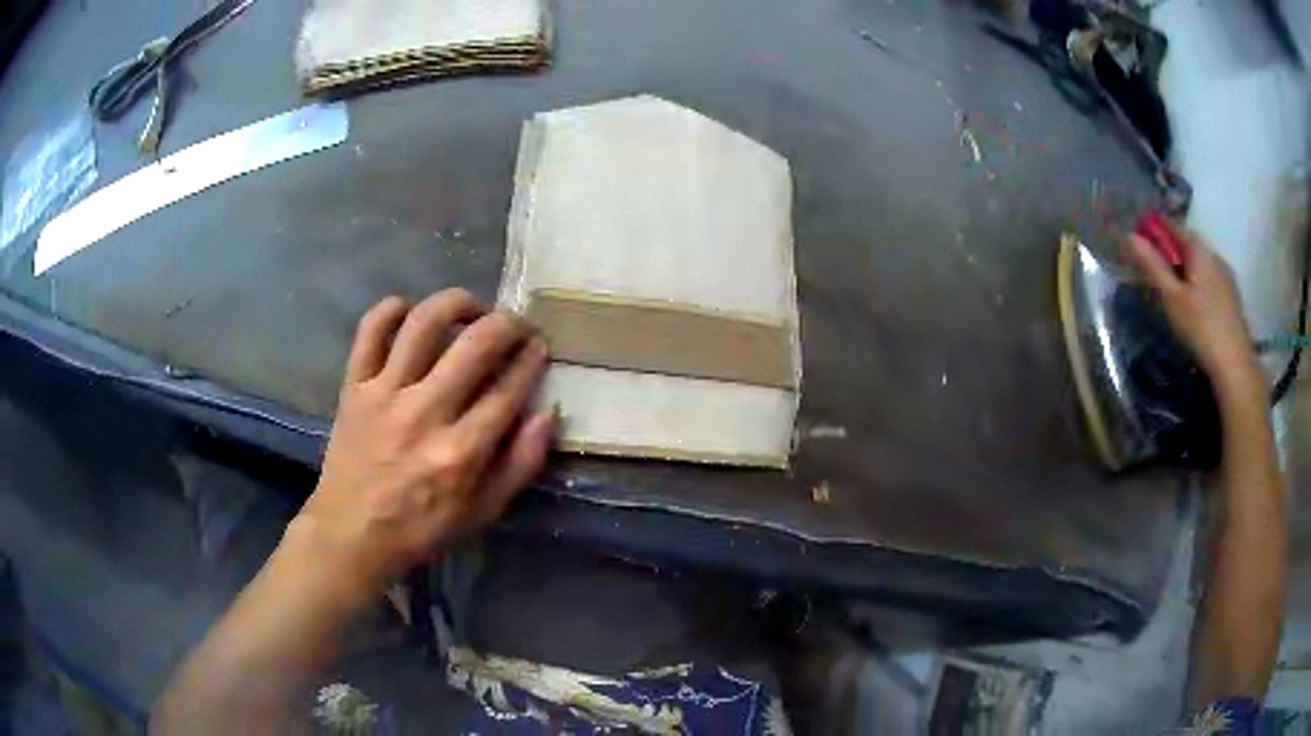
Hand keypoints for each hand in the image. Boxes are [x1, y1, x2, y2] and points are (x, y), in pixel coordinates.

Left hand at [294, 289, 554, 592]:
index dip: (531, 359)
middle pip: (476, 344)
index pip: (509, 388)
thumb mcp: (484, 511)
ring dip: (456, 303)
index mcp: (462, 451)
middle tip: (514, 324)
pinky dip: (389, 310)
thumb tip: (548, 413)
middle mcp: (425, 412)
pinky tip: (408, 309)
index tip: (538, 347)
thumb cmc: (422, 527)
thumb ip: (521, 464)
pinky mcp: (354, 387)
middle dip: (507, 324)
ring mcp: (384, 394)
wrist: (352, 533)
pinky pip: (369, 332)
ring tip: (470, 309)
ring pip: (424, 324)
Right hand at [1125, 222, 1258, 386]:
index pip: (1172, 226)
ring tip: (1175, 296)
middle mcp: (1214, 255)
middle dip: (1171, 254)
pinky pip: (1210, 280)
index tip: (1141, 246)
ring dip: (1186, 271)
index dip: (1154, 231)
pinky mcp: (1231, 297)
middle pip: (1188, 245)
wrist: (1234, 365)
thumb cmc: (1201, 328)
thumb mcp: (1172, 298)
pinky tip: (1195, 309)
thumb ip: (1153, 266)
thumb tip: (1130, 236)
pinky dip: (1198, 285)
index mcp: (1199, 249)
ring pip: (1200, 264)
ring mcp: (1226, 276)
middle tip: (1157, 276)